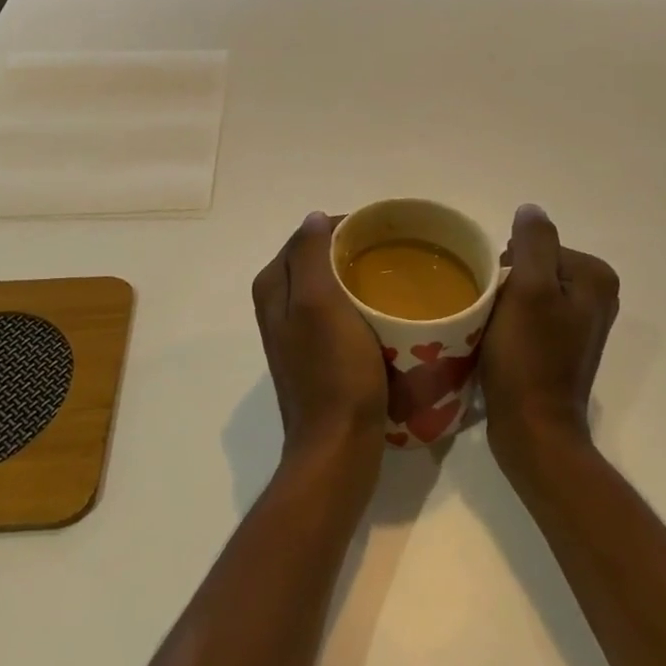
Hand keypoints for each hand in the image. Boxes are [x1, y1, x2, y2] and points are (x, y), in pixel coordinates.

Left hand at [251, 212, 387, 484]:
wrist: (338, 448)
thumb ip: (310, 255)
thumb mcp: (319, 304)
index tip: (380, 231)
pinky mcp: (316, 356)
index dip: (341, 227)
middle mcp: (277, 305)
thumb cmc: (333, 372)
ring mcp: (296, 333)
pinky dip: (357, 306)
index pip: (306, 236)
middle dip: (349, 251)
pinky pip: (337, 314)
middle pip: (315, 260)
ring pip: (327, 287)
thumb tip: (313, 217)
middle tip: (391, 252)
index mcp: (273, 287)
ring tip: (392, 277)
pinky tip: (383, 313)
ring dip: (355, 278)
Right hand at [481, 204, 620, 470]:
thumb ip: (534, 241)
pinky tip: (498, 341)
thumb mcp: (529, 289)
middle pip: (534, 265)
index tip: (498, 293)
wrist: (533, 430)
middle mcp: (597, 296)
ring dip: (505, 302)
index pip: (537, 245)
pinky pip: (530, 314)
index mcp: (595, 277)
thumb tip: (531, 209)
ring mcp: (580, 323)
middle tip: (492, 312)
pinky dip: (511, 321)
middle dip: (508, 282)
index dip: (509, 264)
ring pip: (528, 289)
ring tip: (491, 328)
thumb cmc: (529, 357)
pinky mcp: (563, 346)